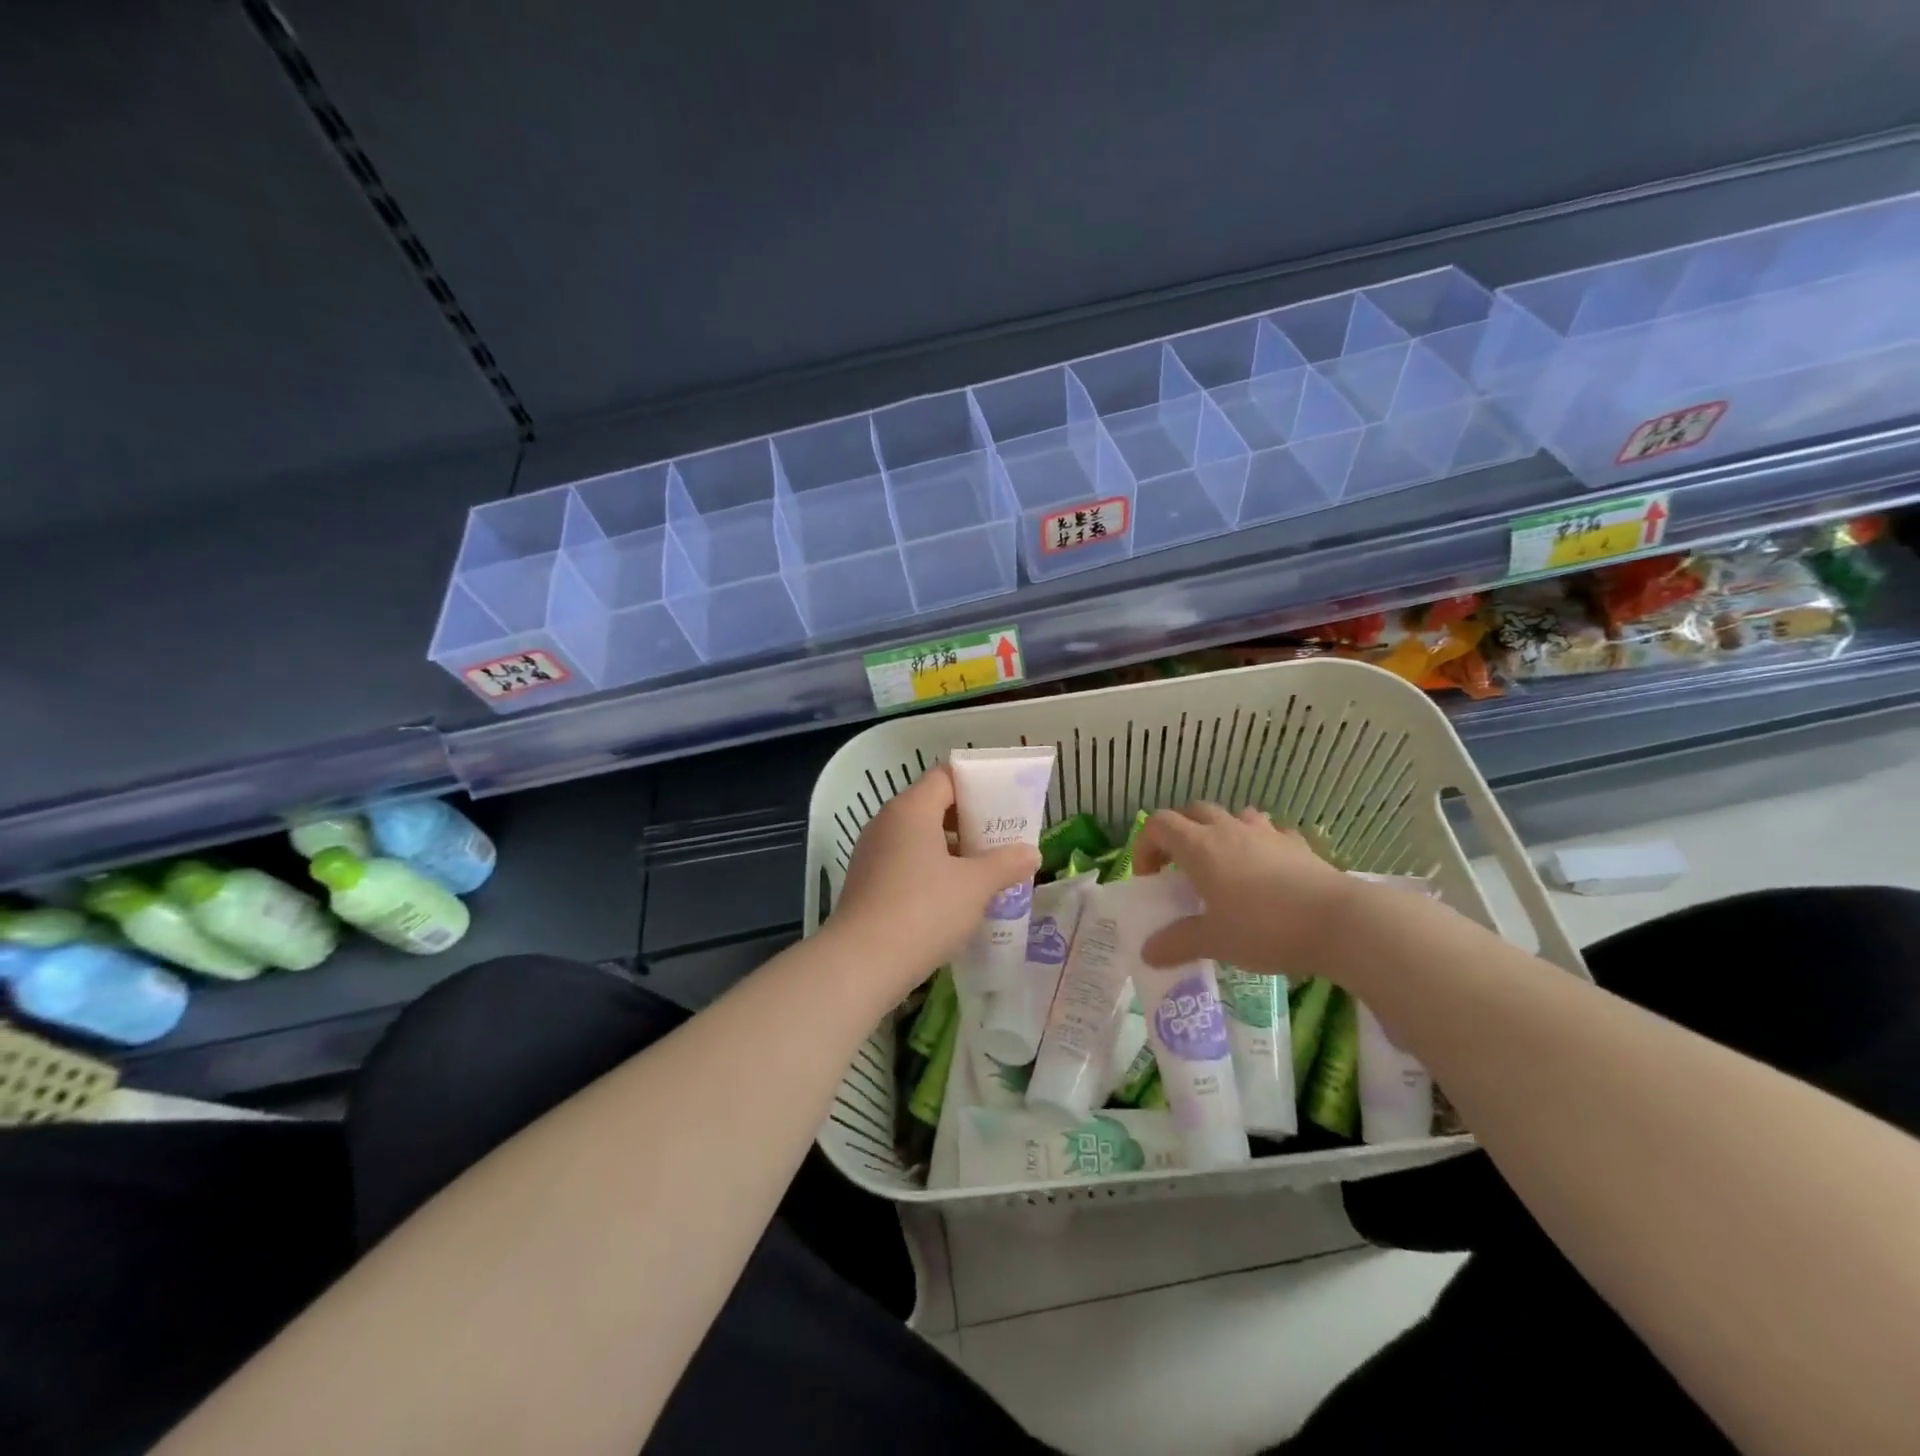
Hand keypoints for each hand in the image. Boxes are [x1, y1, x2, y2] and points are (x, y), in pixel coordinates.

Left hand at [829, 765, 1040, 995]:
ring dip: (952, 849)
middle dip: (969, 821)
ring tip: (985, 869)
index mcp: (912, 809)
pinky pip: (906, 862)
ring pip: (919, 837)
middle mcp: (887, 821)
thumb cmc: (924, 910)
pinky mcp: (867, 881)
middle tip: (1002, 839)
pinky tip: (955, 895)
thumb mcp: (975, 886)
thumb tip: (1031, 853)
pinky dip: (932, 869)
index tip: (1006, 803)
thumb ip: (1006, 864)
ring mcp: (873, 852)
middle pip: (933, 805)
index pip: (946, 777)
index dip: (978, 785)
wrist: (861, 963)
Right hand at [1135, 804, 1357, 976]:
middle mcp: (1228, 830)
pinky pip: (1270, 832)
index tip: (1150, 878)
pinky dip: (1259, 843)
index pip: (1158, 825)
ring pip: (1233, 815)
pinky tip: (1266, 868)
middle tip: (1181, 868)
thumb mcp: (1215, 941)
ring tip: (1224, 864)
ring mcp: (1266, 832)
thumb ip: (1178, 942)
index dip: (1145, 846)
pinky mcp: (1297, 844)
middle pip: (1192, 812)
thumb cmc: (1264, 928)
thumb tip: (1147, 952)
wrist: (1337, 922)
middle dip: (1179, 834)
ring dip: (1220, 832)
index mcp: (1199, 847)